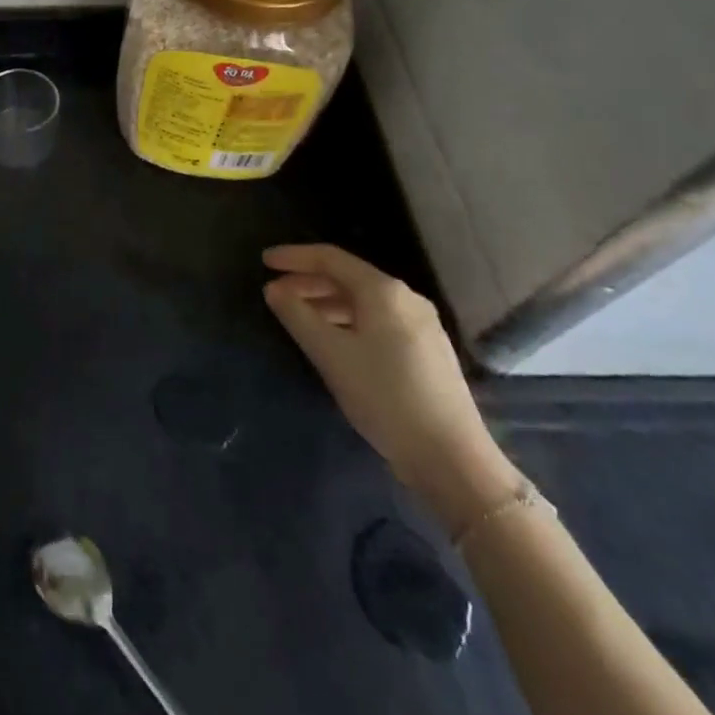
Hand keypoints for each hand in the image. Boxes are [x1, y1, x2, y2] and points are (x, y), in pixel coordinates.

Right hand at [262, 245, 517, 525]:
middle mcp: (406, 298)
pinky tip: (333, 341)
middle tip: (274, 294)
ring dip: (326, 303)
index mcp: (383, 291)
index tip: (264, 262)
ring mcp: (421, 325)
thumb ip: (297, 315)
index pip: (330, 258)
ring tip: (297, 318)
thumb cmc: (384, 397)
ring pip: (363, 301)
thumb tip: (274, 289)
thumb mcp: (330, 354)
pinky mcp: (426, 351)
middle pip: (348, 277)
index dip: (294, 257)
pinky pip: (377, 320)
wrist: (451, 457)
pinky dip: (347, 320)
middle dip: (308, 281)